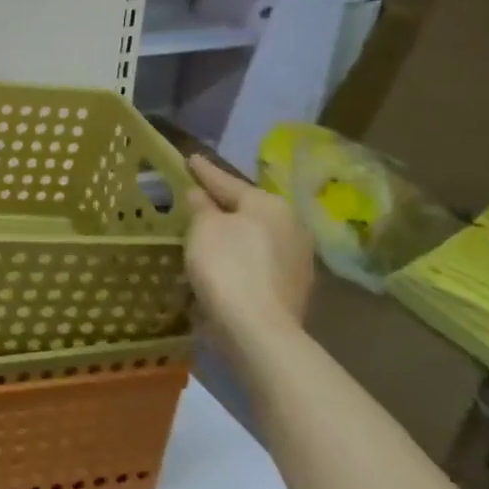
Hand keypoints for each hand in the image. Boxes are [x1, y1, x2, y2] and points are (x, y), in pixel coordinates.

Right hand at [184, 154, 315, 354]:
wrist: (259, 328)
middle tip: (199, 197)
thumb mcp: (203, 228)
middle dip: (224, 204)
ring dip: (234, 234)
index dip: (205, 171)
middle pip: (248, 209)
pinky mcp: (293, 288)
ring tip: (209, 232)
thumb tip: (201, 195)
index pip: (228, 182)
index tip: (191, 159)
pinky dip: (241, 258)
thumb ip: (201, 206)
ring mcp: (297, 260)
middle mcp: (292, 226)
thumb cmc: (227, 265)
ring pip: (256, 237)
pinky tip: (224, 263)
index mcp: (270, 205)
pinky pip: (259, 262)